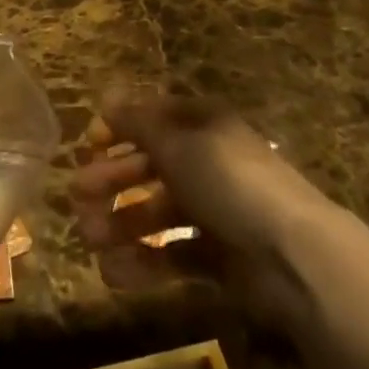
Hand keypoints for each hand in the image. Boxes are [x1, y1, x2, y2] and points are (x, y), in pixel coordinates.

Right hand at [70, 90, 336, 322]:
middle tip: (77, 196)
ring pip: (157, 212)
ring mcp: (214, 210)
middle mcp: (207, 162)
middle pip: (152, 166)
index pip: (154, 119)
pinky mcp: (219, 257)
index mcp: (203, 124)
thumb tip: (107, 97)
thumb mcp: (178, 142)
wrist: (291, 254)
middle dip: (113, 179)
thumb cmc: (228, 180)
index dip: (120, 129)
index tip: (88, 145)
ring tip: (89, 238)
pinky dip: (144, 262)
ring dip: (121, 222)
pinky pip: (173, 254)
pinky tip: (114, 272)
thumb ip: (139, 123)